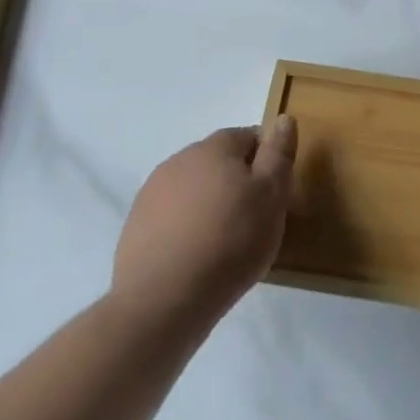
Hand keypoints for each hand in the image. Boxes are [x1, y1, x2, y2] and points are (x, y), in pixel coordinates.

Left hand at [112, 118, 296, 329]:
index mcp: (214, 147)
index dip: (267, 160)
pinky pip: (172, 216)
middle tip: (255, 218)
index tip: (275, 192)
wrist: (162, 300)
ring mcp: (152, 192)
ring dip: (210, 203)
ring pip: (194, 188)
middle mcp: (179, 160)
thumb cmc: (230, 241)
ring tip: (225, 241)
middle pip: (219, 161)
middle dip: (237, 181)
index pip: (249, 136)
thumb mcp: (271, 196)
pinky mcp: (136, 225)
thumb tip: (283, 119)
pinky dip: (187, 226)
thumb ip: (278, 154)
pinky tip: (196, 255)